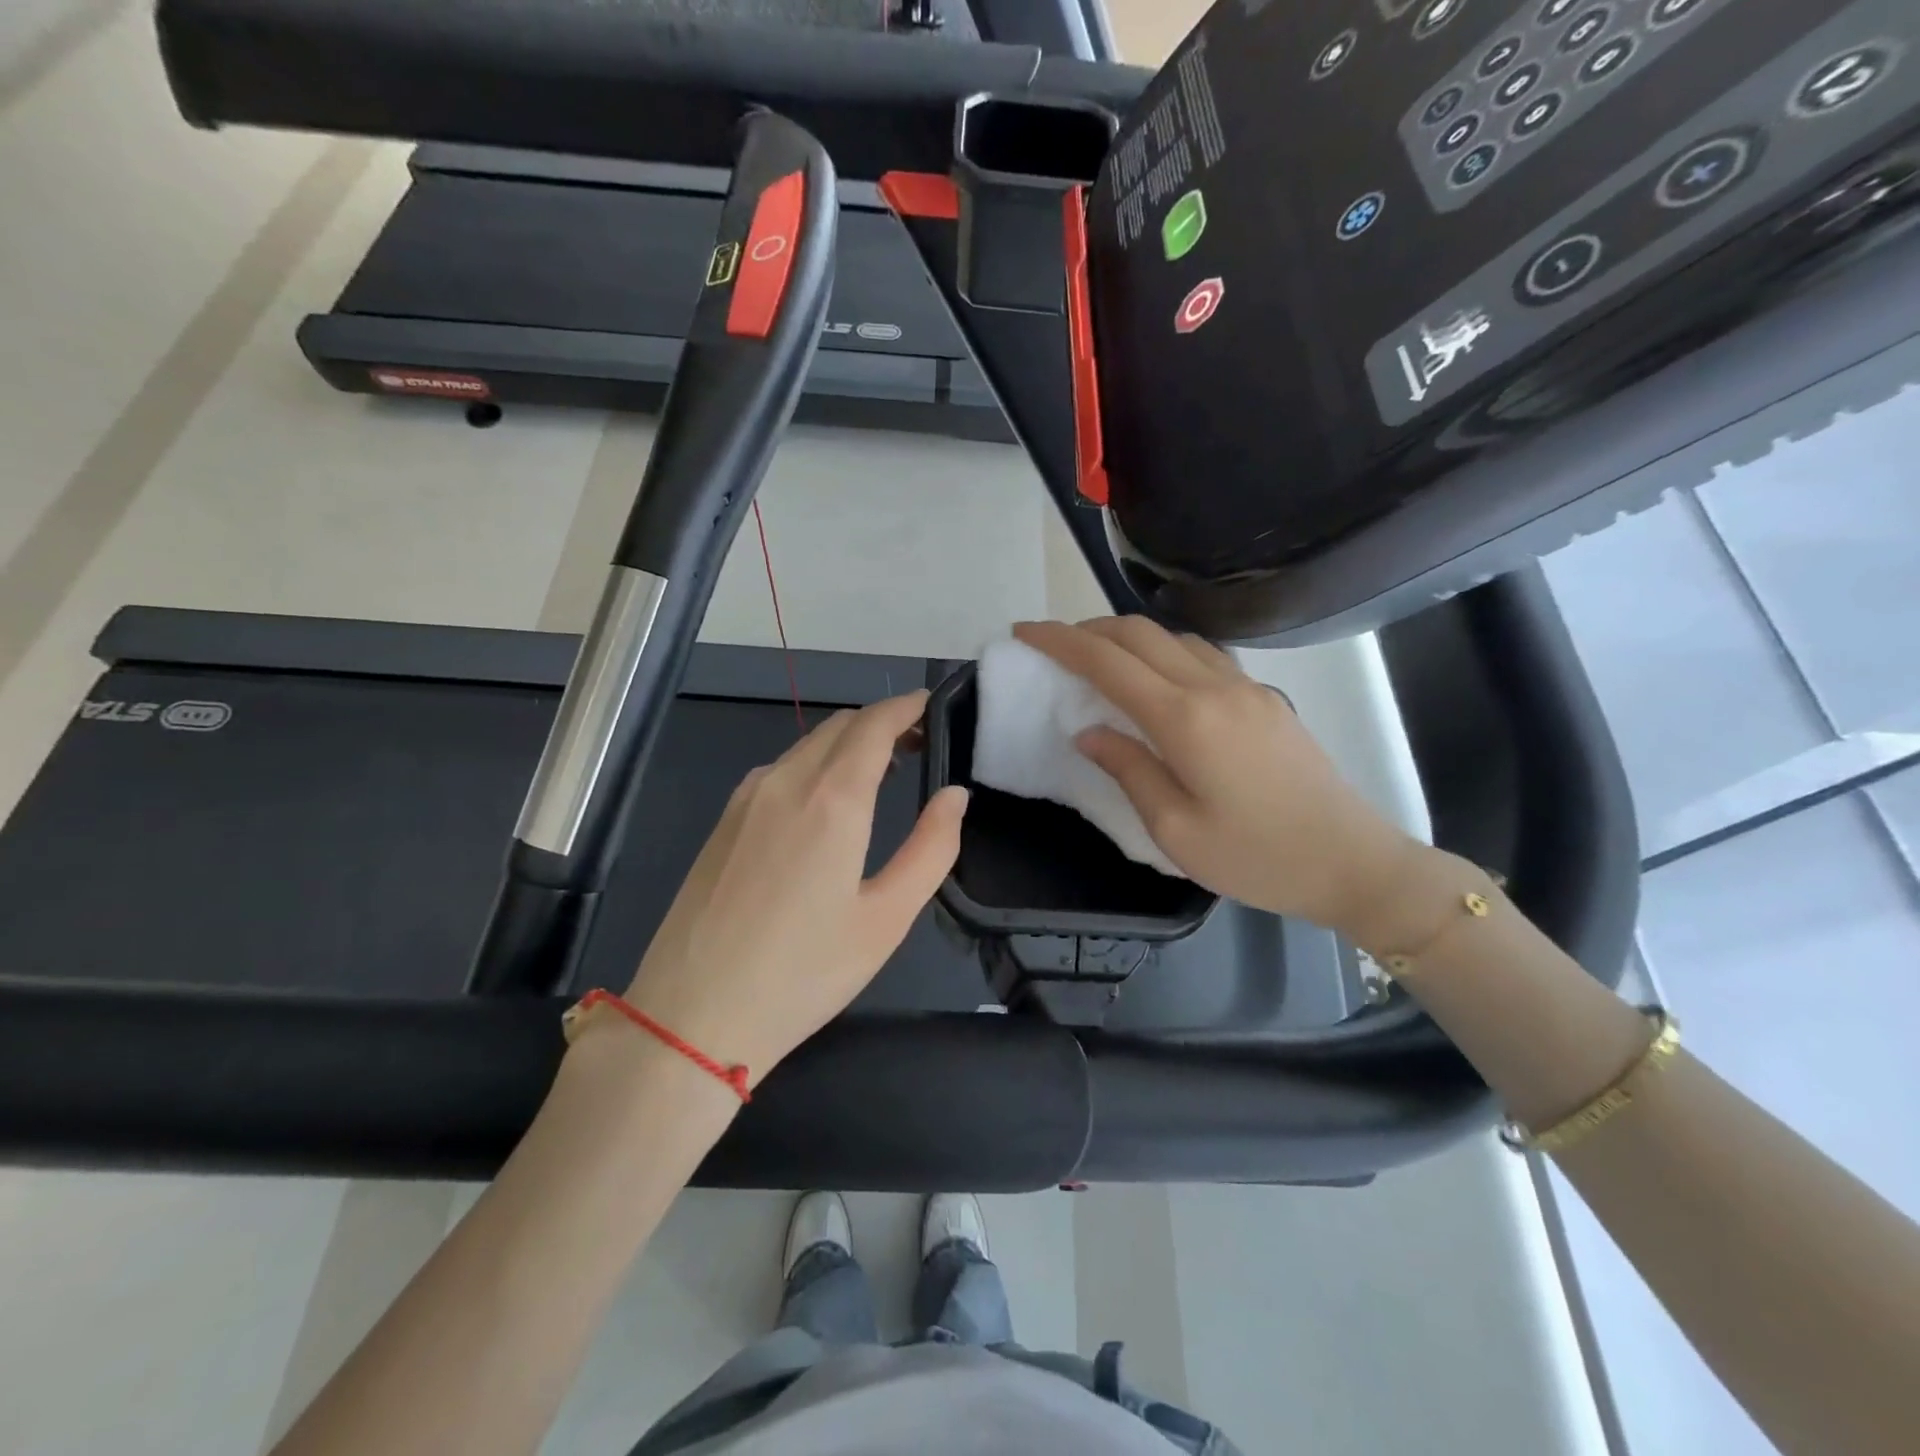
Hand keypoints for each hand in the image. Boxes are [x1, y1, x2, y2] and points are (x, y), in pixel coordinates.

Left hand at [619, 691, 968, 1084]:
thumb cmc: (803, 972)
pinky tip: (824, 804)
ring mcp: (746, 798)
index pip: (874, 724)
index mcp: (832, 799)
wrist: (692, 1015)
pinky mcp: (723, 821)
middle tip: (919, 746)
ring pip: (806, 745)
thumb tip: (954, 795)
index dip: (907, 707)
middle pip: (840, 725)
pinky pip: (779, 770)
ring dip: (847, 743)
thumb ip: (931, 848)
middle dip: (882, 723)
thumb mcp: (887, 918)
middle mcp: (785, 781)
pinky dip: (814, 765)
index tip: (933, 707)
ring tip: (880, 774)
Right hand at [1013, 619, 1423, 936]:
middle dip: (1088, 629)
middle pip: (1139, 633)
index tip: (1024, 632)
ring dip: (1127, 637)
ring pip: (1173, 637)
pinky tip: (1156, 677)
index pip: (1107, 661)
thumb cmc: (1256, 857)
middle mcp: (1214, 686)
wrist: (1352, 862)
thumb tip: (1089, 731)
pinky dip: (1163, 650)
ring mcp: (1245, 687)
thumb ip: (1128, 769)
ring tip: (1098, 660)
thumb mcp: (1175, 829)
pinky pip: (1202, 654)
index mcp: (1185, 718)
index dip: (1060, 641)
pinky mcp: (1264, 698)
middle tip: (1053, 647)